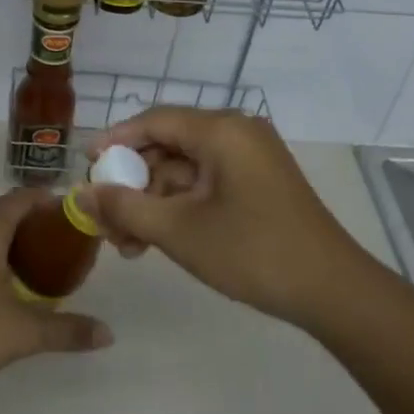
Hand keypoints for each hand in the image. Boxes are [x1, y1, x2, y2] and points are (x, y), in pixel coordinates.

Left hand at [0, 188, 113, 394]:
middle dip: (34, 227)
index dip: (47, 199)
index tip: (74, 209)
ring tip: (40, 271)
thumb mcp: (21, 331)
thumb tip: (107, 334)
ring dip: (11, 248)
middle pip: (3, 217)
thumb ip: (65, 330)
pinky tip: (2, 295)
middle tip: (64, 246)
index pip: (20, 198)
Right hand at [75, 108, 377, 330]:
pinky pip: (206, 183)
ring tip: (129, 244)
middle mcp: (237, 133)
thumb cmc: (252, 252)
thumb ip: (124, 207)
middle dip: (133, 183)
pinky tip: (158, 239)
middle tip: (106, 219)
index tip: (86, 167)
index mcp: (221, 131)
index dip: (115, 141)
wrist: (333, 292)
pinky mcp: (259, 182)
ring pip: (185, 169)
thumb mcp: (178, 231)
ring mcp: (251, 158)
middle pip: (167, 146)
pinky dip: (180, 206)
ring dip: (154, 201)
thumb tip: (80, 192)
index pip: (153, 121)